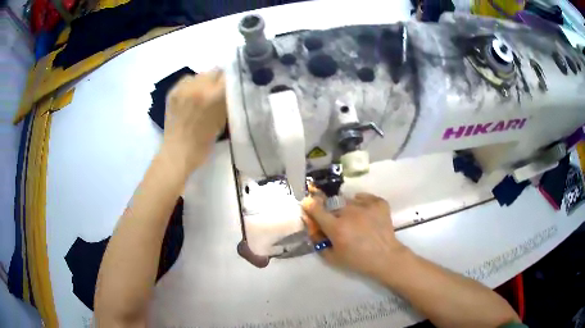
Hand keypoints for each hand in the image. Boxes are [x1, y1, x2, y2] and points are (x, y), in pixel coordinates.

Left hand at [161, 70, 226, 173]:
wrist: (177, 153)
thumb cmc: (203, 143)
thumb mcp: (223, 121)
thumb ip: (228, 101)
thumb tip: (232, 87)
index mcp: (213, 96)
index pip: (229, 75)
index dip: (233, 81)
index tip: (233, 87)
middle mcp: (198, 86)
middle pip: (215, 71)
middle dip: (219, 80)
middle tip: (218, 92)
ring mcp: (183, 88)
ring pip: (200, 74)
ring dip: (204, 81)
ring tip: (203, 95)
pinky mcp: (172, 91)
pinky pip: (187, 80)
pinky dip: (192, 85)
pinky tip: (191, 97)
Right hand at [301, 190, 407, 279]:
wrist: (386, 257)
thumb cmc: (358, 261)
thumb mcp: (333, 257)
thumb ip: (319, 242)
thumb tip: (313, 229)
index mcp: (336, 227)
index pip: (316, 208)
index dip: (309, 205)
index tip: (308, 204)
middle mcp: (349, 212)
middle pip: (332, 204)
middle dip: (330, 211)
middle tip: (337, 221)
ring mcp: (366, 206)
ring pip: (348, 200)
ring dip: (346, 208)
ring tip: (354, 219)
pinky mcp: (379, 203)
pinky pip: (364, 197)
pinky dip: (362, 202)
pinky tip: (365, 213)